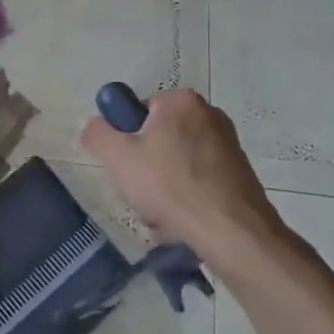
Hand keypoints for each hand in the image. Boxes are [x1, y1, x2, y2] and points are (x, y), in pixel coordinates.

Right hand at [80, 87, 284, 262]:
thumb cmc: (170, 186)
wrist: (233, 232)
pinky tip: (181, 218)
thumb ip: (97, 133)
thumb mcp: (118, 157)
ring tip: (159, 211)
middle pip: (157, 136)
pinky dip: (185, 195)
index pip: (137, 111)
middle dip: (144, 163)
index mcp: (181, 100)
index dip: (125, 138)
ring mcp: (228, 144)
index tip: (125, 164)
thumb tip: (94, 126)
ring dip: (162, 183)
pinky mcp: (240, 172)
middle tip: (138, 190)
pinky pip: (197, 179)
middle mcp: (209, 113)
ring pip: (176, 161)